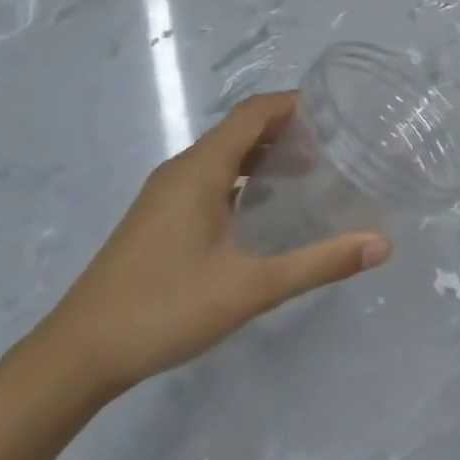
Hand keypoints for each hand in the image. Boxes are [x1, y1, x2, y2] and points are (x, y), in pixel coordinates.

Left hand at [39, 93, 390, 394]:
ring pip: (225, 155)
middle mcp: (181, 170)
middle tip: (336, 147)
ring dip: (266, 154)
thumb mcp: (252, 288)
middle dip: (288, 129)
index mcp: (201, 169)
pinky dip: (244, 177)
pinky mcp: (159, 217)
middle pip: (241, 129)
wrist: (77, 355)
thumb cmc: (165, 309)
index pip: (254, 112)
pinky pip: (211, 177)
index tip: (339, 112)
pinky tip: (264, 209)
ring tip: (310, 174)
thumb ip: (320, 263)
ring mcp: (165, 194)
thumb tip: (383, 245)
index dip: (296, 103)